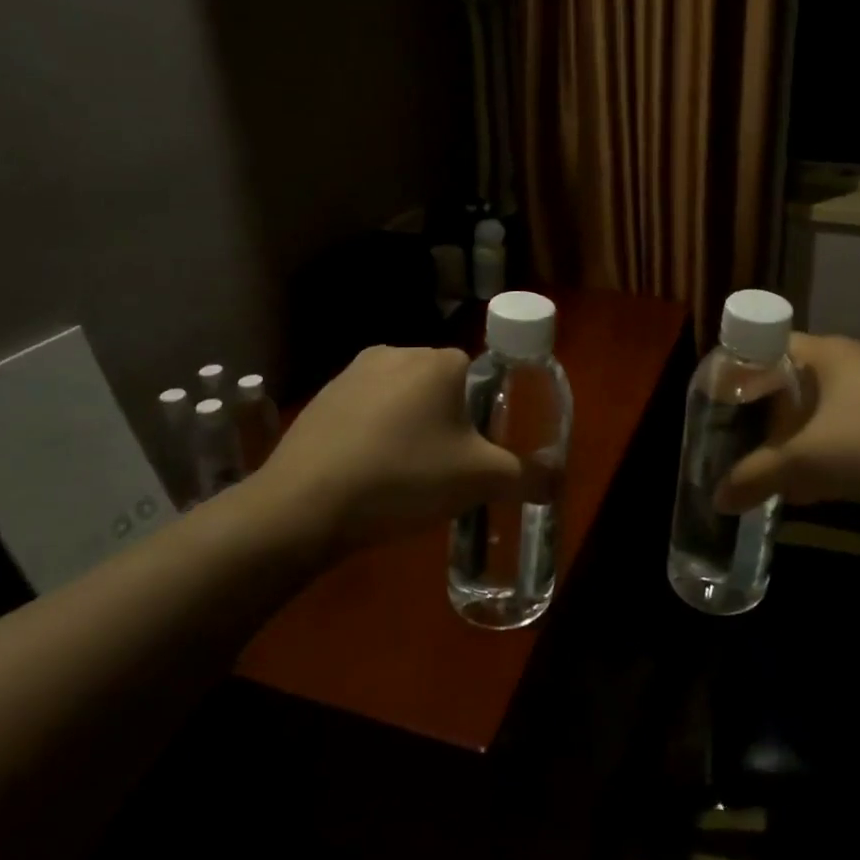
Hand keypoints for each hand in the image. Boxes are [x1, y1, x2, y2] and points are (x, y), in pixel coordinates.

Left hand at [250, 346, 526, 541]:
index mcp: (438, 361)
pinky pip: (365, 411)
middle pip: (440, 385)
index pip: (479, 375)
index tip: (474, 453)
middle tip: (443, 468)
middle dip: (446, 421)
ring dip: (409, 427)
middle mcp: (396, 352)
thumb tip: (556, 481)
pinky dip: (373, 435)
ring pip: (401, 398)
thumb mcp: (480, 481)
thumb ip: (527, 477)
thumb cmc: (404, 479)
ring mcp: (351, 373)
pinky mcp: (320, 398)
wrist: (304, 507)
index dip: (484, 415)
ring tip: (403, 475)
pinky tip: (366, 474)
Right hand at [714, 333, 859, 529]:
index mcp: (829, 353)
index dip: (739, 368)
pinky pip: (848, 431)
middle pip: (792, 380)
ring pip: (821, 410)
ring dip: (794, 438)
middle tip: (735, 439)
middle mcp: (855, 363)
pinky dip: (825, 452)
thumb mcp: (806, 462)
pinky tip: (815, 488)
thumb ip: (755, 477)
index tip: (715, 401)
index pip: (768, 343)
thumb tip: (717, 498)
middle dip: (763, 412)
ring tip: (769, 468)